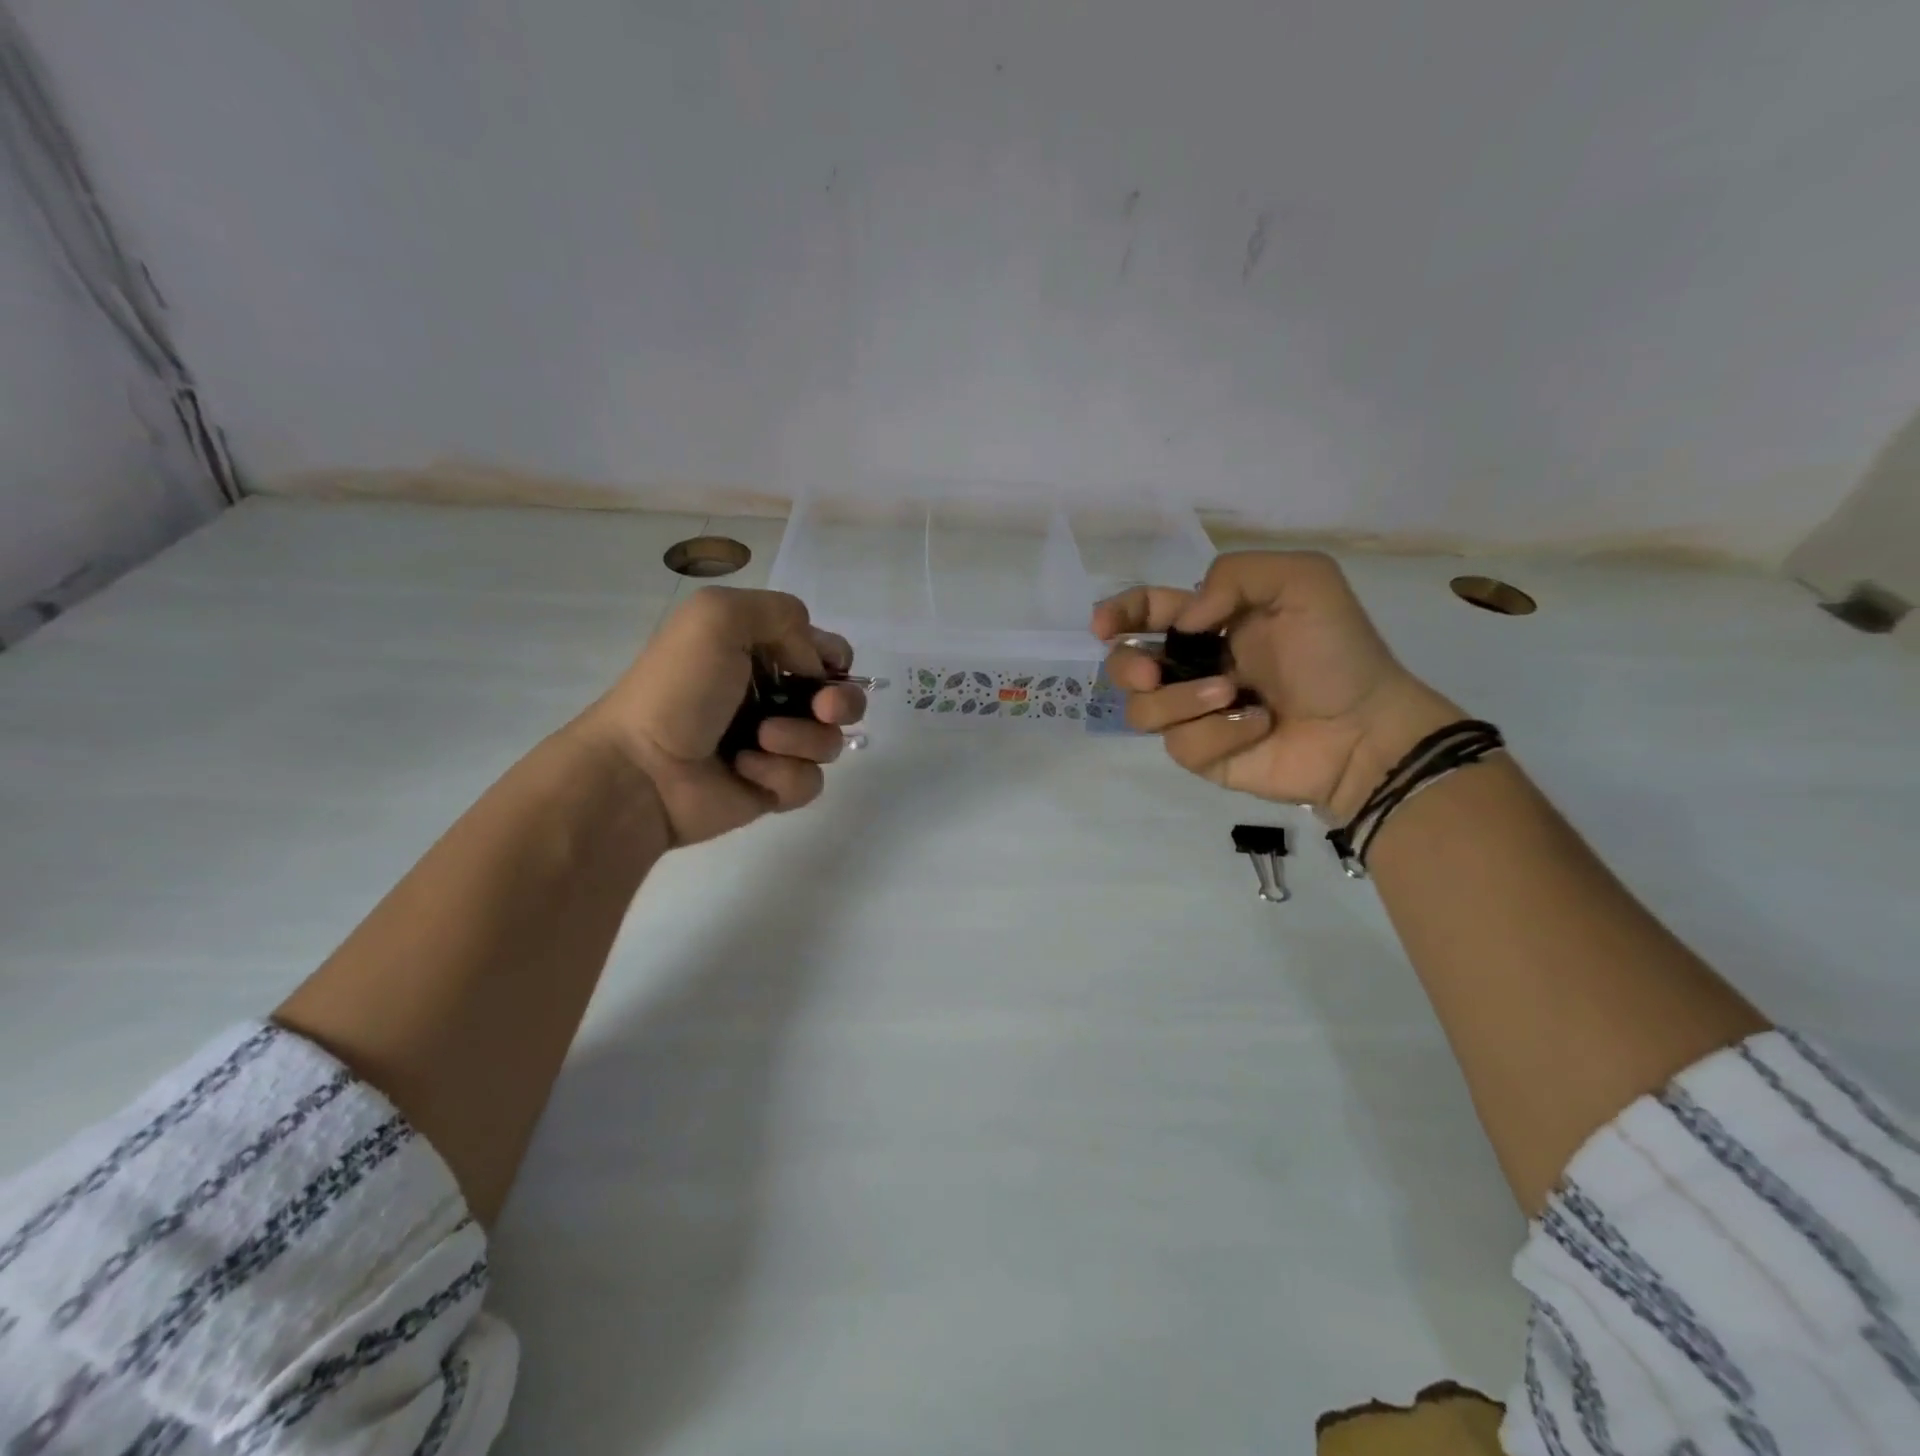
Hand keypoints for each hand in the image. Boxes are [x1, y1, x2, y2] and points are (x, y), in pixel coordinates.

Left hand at [573, 586, 865, 846]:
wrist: (642, 768)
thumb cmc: (678, 688)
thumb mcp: (717, 616)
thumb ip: (782, 614)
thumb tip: (813, 667)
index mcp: (759, 653)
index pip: (823, 651)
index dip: (834, 659)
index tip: (826, 667)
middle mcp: (772, 697)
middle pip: (841, 699)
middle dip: (841, 702)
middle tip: (822, 708)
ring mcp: (775, 746)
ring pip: (829, 742)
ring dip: (800, 738)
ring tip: (759, 739)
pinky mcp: (774, 788)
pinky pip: (809, 781)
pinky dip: (781, 774)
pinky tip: (745, 770)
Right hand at [1093, 551, 1461, 820]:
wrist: (1365, 729)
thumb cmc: (1336, 652)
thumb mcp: (1302, 582)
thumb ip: (1235, 575)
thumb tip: (1183, 622)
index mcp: (1209, 624)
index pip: (1146, 613)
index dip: (1118, 614)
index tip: (1103, 626)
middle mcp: (1193, 667)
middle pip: (1125, 666)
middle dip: (1128, 667)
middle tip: (1154, 674)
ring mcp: (1194, 714)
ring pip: (1142, 710)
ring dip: (1182, 700)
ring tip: (1232, 696)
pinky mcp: (1202, 755)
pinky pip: (1180, 745)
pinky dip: (1219, 732)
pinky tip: (1257, 726)